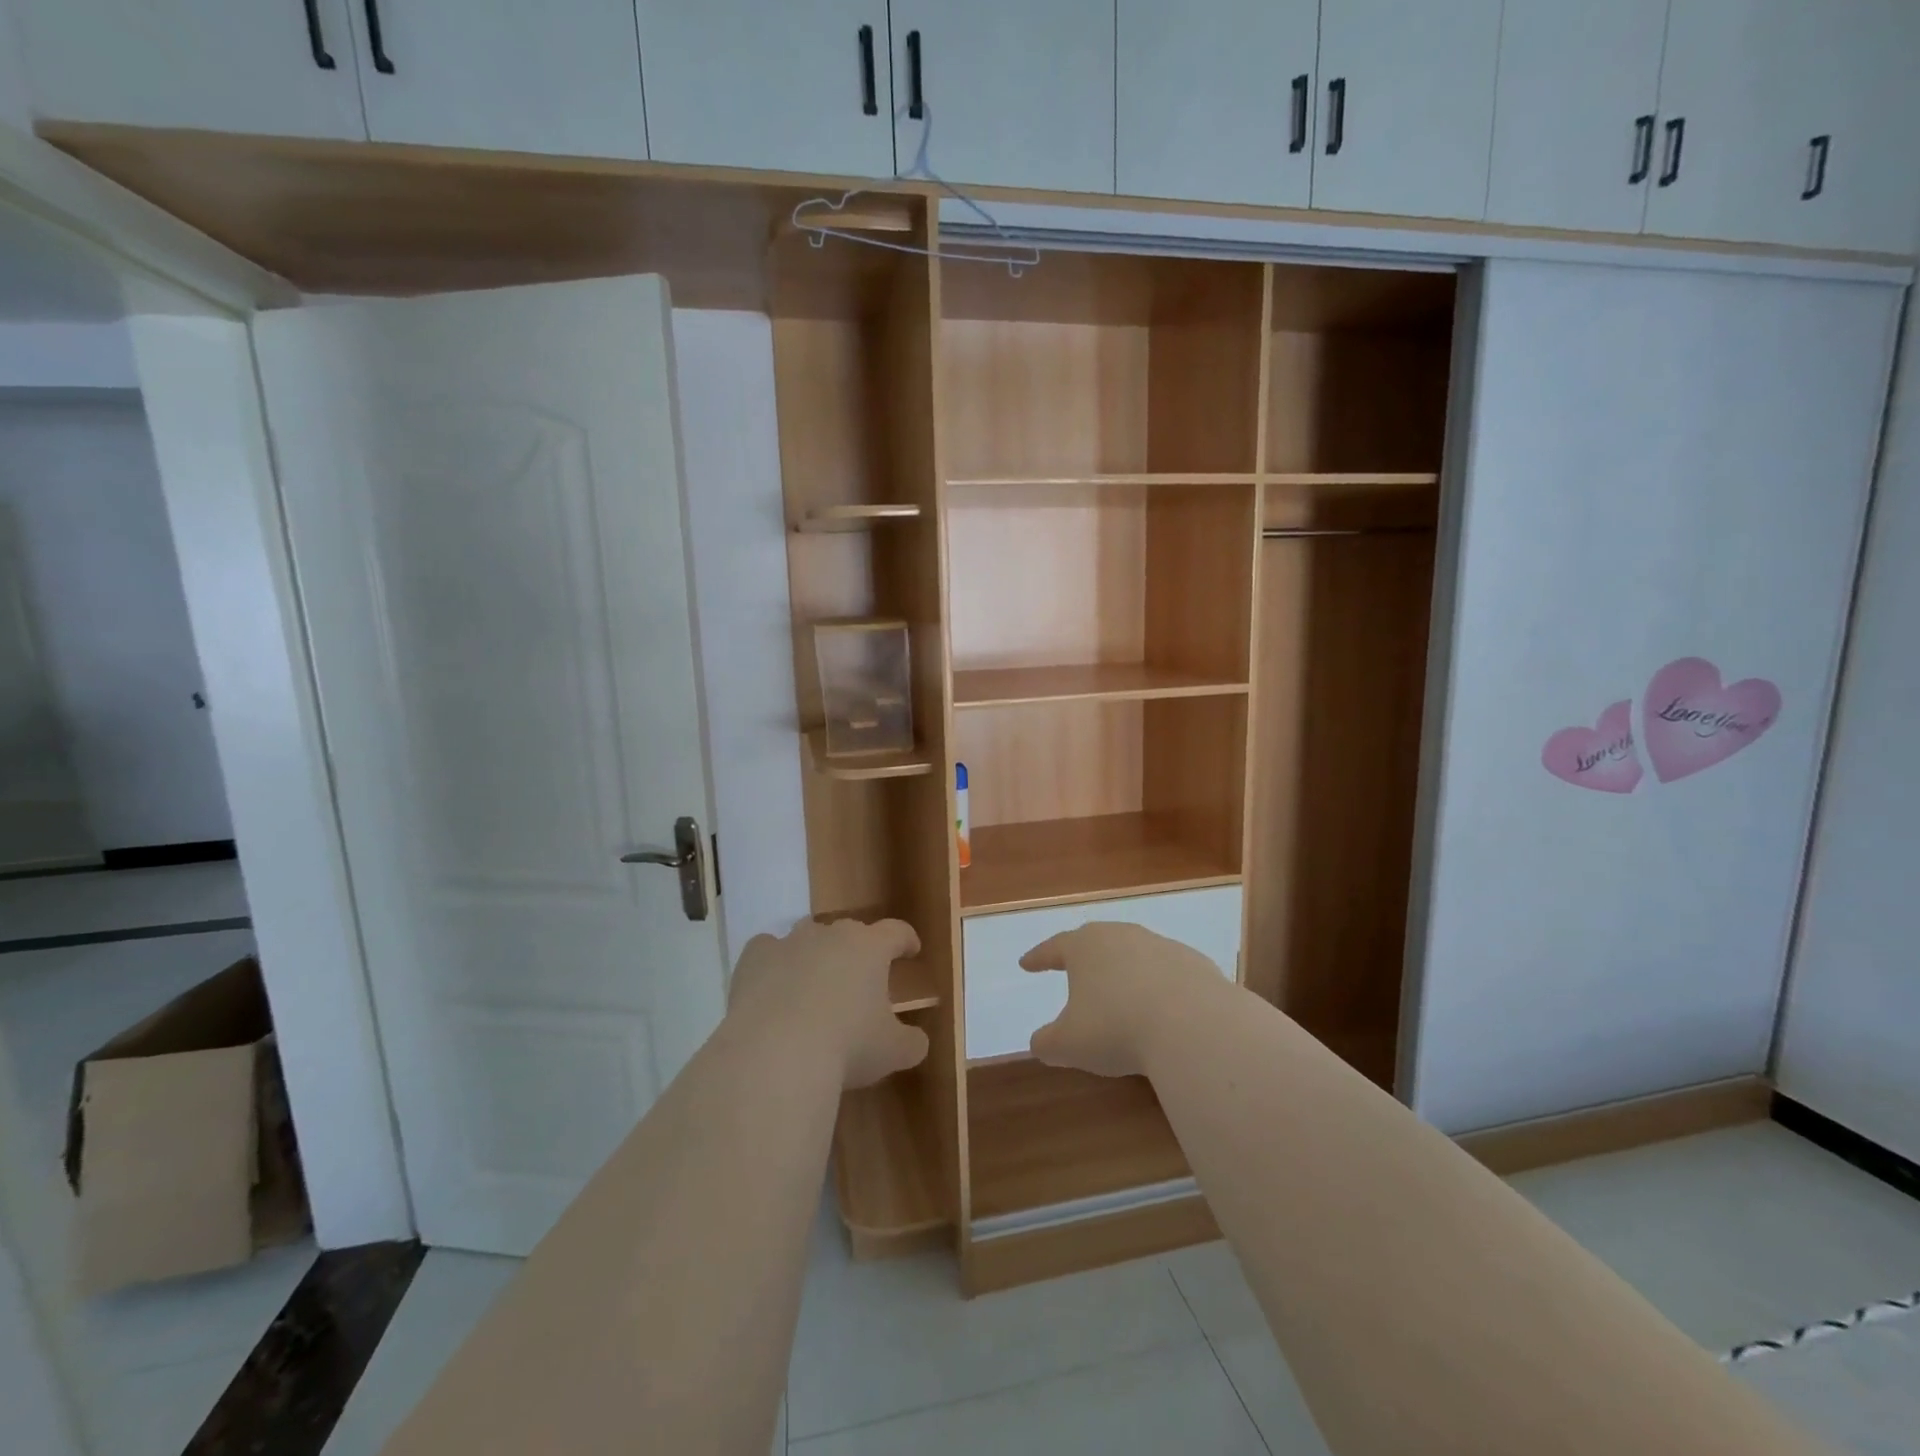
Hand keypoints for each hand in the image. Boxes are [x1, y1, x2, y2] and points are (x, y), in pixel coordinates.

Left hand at [729, 918, 929, 1088]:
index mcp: (870, 948)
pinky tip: (772, 985)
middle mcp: (831, 934)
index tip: (911, 950)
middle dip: (857, 951)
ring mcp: (790, 942)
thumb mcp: (893, 1052)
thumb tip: (917, 1040)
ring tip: (815, 983)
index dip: (906, 940)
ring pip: (808, 935)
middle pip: (850, 931)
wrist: (776, 1053)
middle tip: (860, 979)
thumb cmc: (847, 1047)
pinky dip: (773, 963)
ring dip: (816, 953)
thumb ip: (911, 1042)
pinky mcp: (755, 958)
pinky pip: (767, 950)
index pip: (896, 932)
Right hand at [1020, 922, 1228, 1076]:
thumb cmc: (1117, 1028)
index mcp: (1084, 947)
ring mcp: (1161, 946)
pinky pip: (1168, 972)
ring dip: (1124, 971)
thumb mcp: (1068, 1045)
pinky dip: (1159, 987)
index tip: (1026, 964)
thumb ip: (1047, 1042)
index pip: (1054, 948)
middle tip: (1073, 967)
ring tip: (1120, 992)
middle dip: (1083, 956)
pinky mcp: (1194, 963)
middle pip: (1095, 940)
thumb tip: (1041, 1043)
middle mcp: (1121, 936)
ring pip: (1134, 954)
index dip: (1038, 957)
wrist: (1194, 1025)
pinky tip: (1162, 1009)